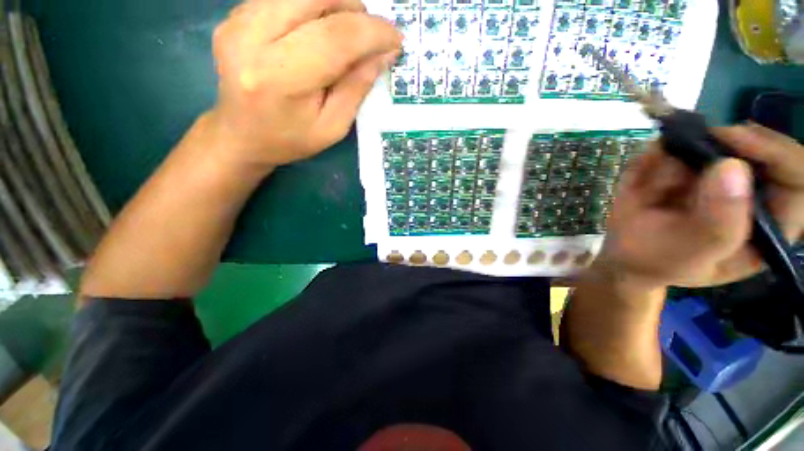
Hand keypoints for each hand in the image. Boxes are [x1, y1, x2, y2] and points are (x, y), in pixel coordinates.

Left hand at [208, 0, 401, 169]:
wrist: (241, 136)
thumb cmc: (292, 139)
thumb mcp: (333, 126)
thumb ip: (357, 88)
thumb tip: (384, 53)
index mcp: (281, 78)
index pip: (336, 37)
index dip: (373, 32)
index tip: (396, 39)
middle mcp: (252, 38)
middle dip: (355, 10)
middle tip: (368, 36)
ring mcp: (238, 21)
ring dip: (334, 5)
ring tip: (346, 34)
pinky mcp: (235, 16)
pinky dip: (311, 8)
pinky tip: (316, 33)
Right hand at [594, 124, 803, 290]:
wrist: (624, 253)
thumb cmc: (658, 261)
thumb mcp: (687, 256)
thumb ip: (717, 225)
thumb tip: (731, 167)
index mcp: (769, 224)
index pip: (797, 177)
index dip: (776, 152)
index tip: (736, 138)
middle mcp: (752, 192)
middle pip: (756, 147)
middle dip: (714, 150)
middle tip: (683, 156)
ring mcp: (718, 174)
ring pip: (709, 140)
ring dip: (674, 159)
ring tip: (650, 192)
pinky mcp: (688, 164)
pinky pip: (675, 144)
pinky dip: (653, 159)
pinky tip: (641, 185)